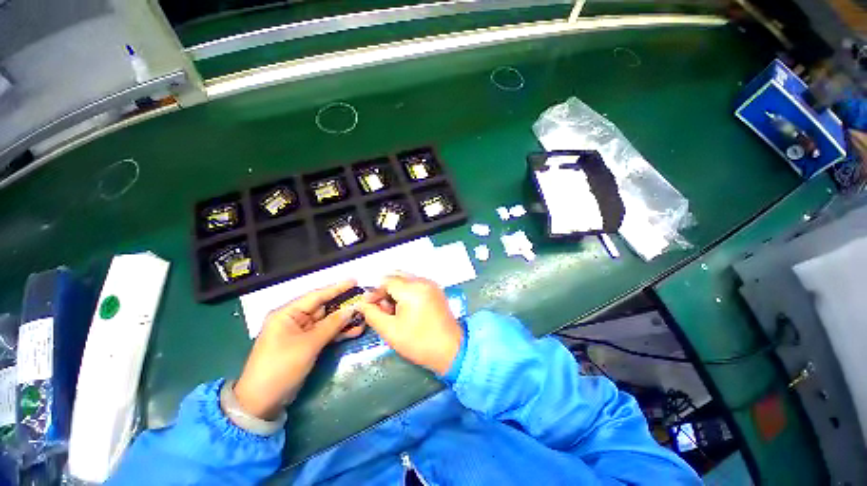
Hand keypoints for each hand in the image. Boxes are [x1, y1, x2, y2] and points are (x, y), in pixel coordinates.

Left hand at [233, 280, 364, 419]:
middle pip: (324, 308)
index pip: (316, 296)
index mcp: (287, 313)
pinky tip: (354, 331)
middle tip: (364, 301)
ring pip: (327, 321)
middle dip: (344, 306)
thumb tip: (352, 309)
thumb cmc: (281, 367)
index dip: (337, 288)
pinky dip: (339, 332)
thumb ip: (332, 325)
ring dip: (344, 321)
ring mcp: (301, 333)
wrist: (262, 402)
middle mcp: (294, 319)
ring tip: (364, 318)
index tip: (354, 281)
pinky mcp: (306, 344)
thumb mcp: (308, 345)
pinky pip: (326, 333)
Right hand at [358, 274, 461, 375]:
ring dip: (395, 290)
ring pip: (406, 279)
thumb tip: (362, 304)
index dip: (374, 292)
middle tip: (381, 309)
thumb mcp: (390, 331)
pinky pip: (416, 284)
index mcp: (412, 289)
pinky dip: (407, 291)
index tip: (368, 306)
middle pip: (397, 276)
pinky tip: (405, 308)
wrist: (451, 350)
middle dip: (385, 290)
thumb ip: (373, 314)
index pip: (387, 281)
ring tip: (393, 311)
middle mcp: (423, 281)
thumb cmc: (419, 342)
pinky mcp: (436, 290)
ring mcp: (431, 284)